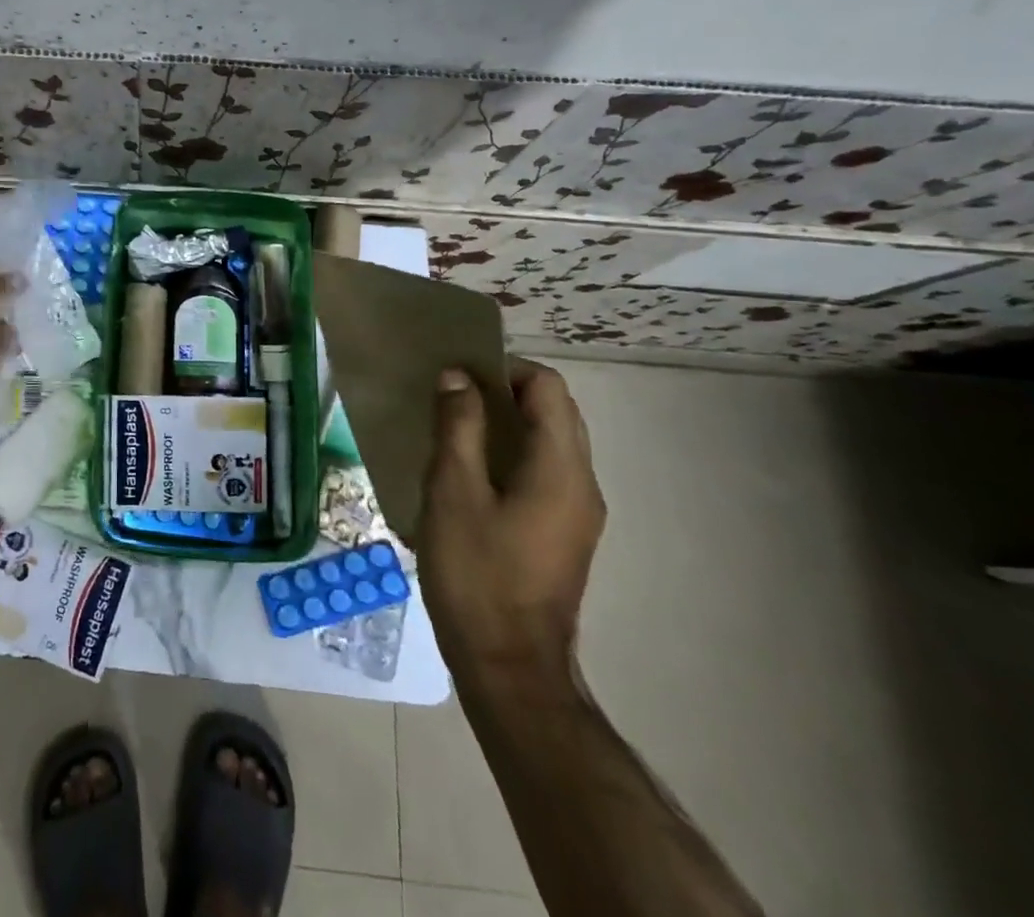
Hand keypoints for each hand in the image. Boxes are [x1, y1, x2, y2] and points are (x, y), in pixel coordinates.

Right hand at [417, 358, 604, 699]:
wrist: (508, 665)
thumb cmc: (476, 572)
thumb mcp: (453, 491)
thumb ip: (458, 426)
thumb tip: (458, 376)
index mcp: (560, 468)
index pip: (547, 387)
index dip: (503, 368)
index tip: (457, 373)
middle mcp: (581, 483)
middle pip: (555, 411)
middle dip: (505, 390)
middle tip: (452, 393)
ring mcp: (577, 512)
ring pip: (551, 441)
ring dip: (508, 421)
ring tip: (454, 425)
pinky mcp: (564, 534)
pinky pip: (544, 470)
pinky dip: (512, 451)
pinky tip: (470, 469)